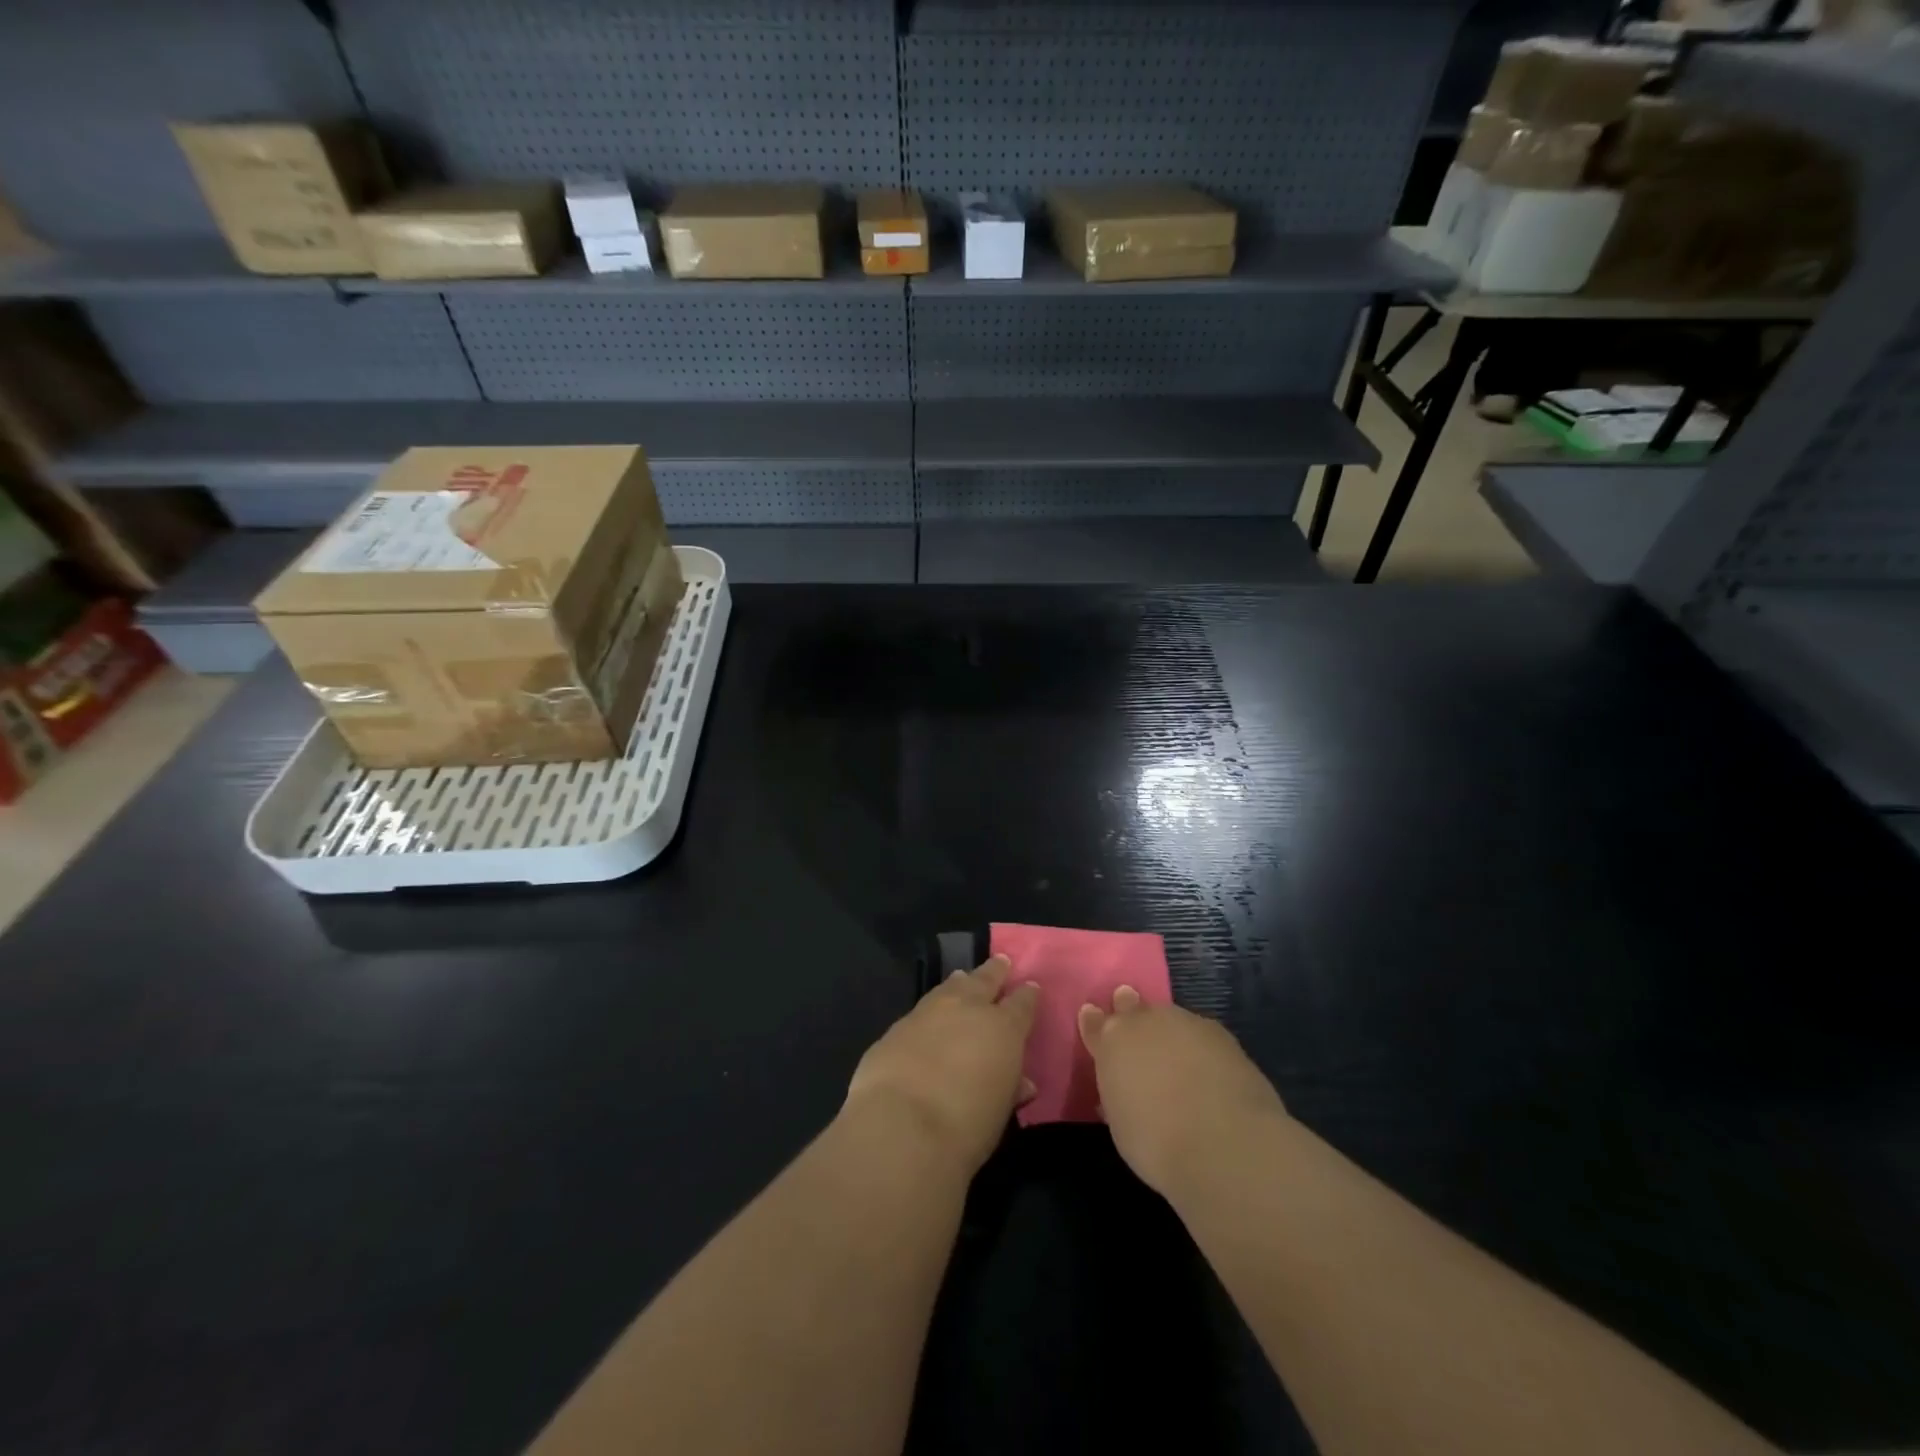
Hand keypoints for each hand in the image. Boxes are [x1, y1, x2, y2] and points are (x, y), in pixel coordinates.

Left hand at [846, 955, 1038, 1175]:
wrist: (902, 1125)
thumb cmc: (966, 1126)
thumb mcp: (1000, 1112)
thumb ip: (1010, 1089)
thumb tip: (1021, 1083)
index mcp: (1003, 1028)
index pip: (1021, 1004)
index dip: (1027, 996)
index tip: (1031, 987)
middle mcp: (968, 1009)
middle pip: (985, 981)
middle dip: (995, 971)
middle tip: (1001, 961)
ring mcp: (930, 1012)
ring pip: (950, 987)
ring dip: (960, 982)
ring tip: (964, 976)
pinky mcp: (898, 1026)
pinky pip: (922, 1008)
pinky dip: (932, 1006)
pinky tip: (930, 1012)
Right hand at [1078, 987, 1286, 1195]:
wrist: (1225, 1143)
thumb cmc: (1157, 1142)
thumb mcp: (1121, 1124)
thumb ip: (1118, 1093)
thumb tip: (1121, 1086)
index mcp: (1112, 1042)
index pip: (1095, 1024)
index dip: (1094, 1023)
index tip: (1092, 1019)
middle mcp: (1146, 1021)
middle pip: (1132, 1007)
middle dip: (1130, 1011)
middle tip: (1134, 1026)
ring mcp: (1185, 1023)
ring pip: (1169, 1019)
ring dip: (1168, 1032)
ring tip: (1175, 1057)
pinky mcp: (1222, 1034)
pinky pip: (1200, 1034)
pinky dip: (1199, 1048)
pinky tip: (1207, 1070)